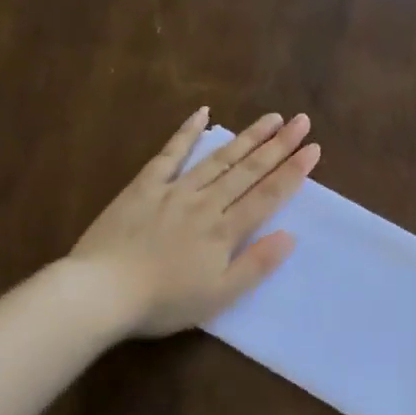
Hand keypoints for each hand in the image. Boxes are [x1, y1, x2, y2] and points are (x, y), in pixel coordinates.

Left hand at [71, 108, 319, 337]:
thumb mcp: (218, 296)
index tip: (314, 148)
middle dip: (278, 145)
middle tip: (302, 120)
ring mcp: (174, 190)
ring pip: (218, 158)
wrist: (102, 292)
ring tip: (271, 118)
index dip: (292, 172)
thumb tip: (289, 236)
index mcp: (224, 231)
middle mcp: (205, 203)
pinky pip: (170, 153)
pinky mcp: (144, 186)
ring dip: (247, 136)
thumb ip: (256, 265)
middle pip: (247, 170)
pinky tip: (203, 113)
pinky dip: (187, 132)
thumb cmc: (164, 302)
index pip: (267, 196)